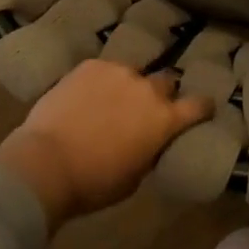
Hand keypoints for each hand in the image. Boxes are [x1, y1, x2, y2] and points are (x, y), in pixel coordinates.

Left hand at [0, 61, 212, 228]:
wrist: (45, 163)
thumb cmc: (93, 183)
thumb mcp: (133, 178)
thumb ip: (149, 151)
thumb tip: (148, 141)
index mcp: (164, 119)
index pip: (198, 105)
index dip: (202, 107)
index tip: (203, 109)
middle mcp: (147, 88)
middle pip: (165, 82)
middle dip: (159, 95)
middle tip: (143, 111)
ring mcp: (119, 72)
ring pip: (132, 74)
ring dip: (127, 88)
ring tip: (108, 103)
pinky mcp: (91, 65)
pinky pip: (104, 71)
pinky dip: (100, 83)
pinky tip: (85, 97)